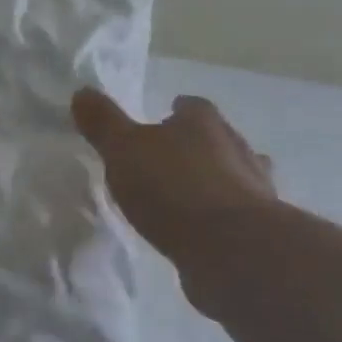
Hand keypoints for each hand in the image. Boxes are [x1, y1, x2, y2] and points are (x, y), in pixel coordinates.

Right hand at [71, 88, 277, 266]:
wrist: (234, 249)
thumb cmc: (173, 187)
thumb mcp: (122, 149)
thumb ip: (103, 122)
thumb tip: (83, 91)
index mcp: (203, 123)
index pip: (192, 107)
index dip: (177, 110)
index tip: (163, 116)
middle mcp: (236, 148)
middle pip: (218, 138)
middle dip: (197, 145)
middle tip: (169, 156)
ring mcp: (254, 189)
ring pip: (234, 174)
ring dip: (214, 180)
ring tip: (185, 194)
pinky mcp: (259, 228)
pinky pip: (235, 213)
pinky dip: (219, 215)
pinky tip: (200, 228)